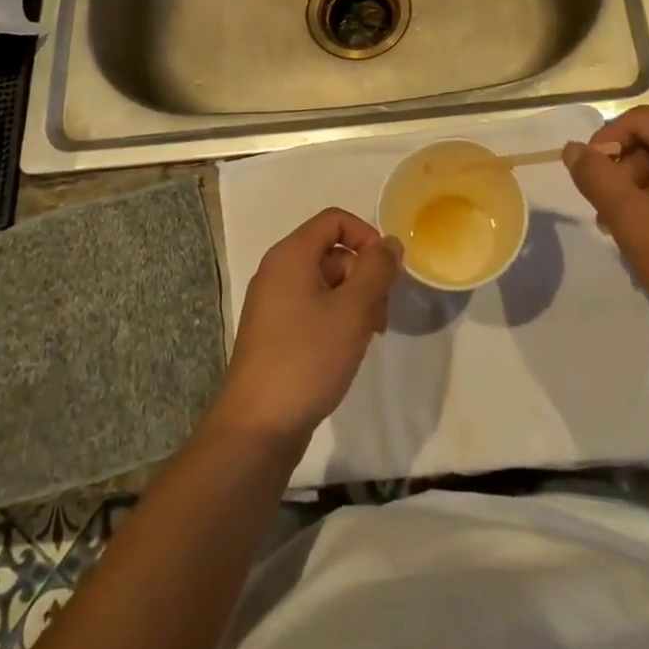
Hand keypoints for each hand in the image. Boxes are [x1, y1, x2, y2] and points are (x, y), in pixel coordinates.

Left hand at [215, 208, 402, 445]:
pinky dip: (336, 319)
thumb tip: (390, 243)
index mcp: (290, 255)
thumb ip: (377, 270)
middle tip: (381, 315)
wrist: (257, 427)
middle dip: (364, 276)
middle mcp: (277, 272)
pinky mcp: (274, 334)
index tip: (387, 270)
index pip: (335, 220)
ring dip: (354, 301)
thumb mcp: (353, 310)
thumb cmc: (307, 358)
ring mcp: (273, 304)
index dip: (366, 236)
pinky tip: (347, 350)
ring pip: (325, 284)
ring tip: (368, 336)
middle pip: (332, 252)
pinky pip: (312, 309)